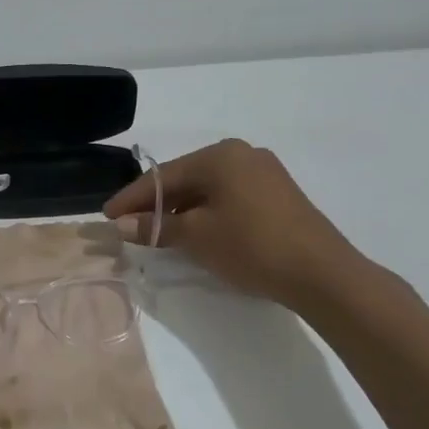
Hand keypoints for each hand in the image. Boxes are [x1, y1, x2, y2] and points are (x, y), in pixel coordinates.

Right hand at [104, 139, 364, 308]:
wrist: (323, 274)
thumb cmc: (251, 246)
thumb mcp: (196, 236)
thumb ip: (155, 226)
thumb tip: (122, 224)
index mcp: (219, 155)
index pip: (162, 175)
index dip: (130, 198)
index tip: (106, 216)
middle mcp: (242, 154)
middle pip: (185, 179)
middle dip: (155, 203)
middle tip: (129, 225)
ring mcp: (264, 173)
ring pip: (208, 189)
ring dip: (181, 210)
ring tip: (158, 233)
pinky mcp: (278, 195)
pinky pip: (228, 197)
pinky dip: (207, 213)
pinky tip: (196, 232)